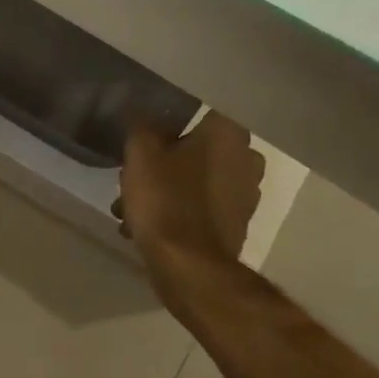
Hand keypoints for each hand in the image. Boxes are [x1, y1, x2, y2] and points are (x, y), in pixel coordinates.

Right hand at [117, 113, 264, 316]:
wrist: (189, 268)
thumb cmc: (166, 199)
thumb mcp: (140, 153)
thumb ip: (142, 125)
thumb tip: (144, 112)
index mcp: (228, 133)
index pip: (202, 109)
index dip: (173, 117)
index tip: (150, 127)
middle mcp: (248, 158)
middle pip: (197, 147)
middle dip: (165, 159)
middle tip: (133, 173)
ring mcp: (247, 194)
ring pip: (197, 179)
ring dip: (167, 188)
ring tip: (130, 207)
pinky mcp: (237, 224)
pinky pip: (202, 206)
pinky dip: (177, 210)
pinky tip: (146, 225)